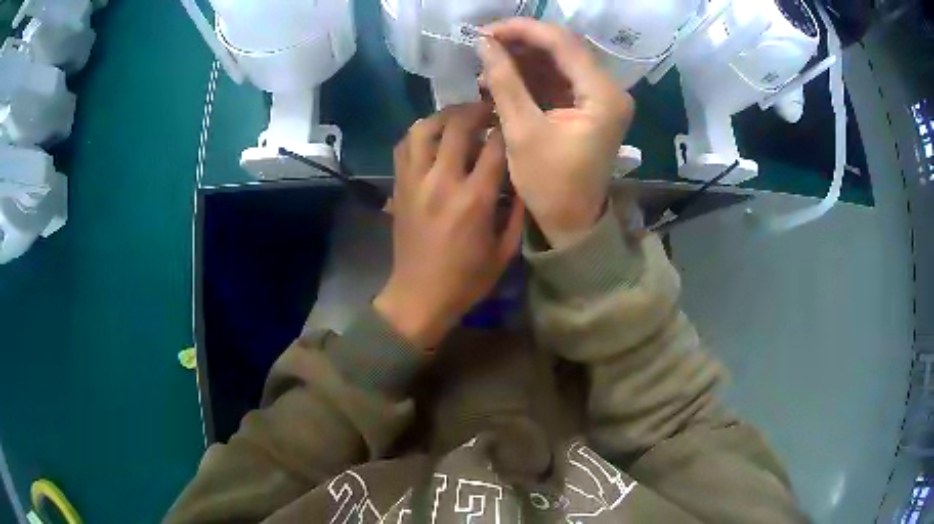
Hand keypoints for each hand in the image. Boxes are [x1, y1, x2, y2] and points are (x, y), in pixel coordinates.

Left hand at [374, 104, 524, 348]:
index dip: (507, 128)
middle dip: (476, 110)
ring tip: (459, 117)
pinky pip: (404, 146)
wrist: (418, 297)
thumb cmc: (466, 280)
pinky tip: (433, 136)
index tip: (515, 121)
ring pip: (423, 129)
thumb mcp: (505, 252)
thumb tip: (523, 179)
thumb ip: (518, 213)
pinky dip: (419, 133)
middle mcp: (442, 181)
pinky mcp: (399, 187)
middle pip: (457, 126)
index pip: (494, 147)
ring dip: (444, 116)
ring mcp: (415, 181)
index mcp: (474, 200)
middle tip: (489, 109)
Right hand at [477, 18, 634, 247]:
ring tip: (489, 62)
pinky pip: (559, 77)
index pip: (563, 43)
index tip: (485, 31)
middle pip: (564, 47)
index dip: (522, 30)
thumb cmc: (550, 184)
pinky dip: (532, 74)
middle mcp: (609, 89)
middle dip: (522, 42)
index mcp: (603, 95)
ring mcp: (601, 96)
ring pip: (560, 59)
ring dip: (524, 57)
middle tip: (483, 44)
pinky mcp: (589, 104)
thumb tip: (483, 43)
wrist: (572, 221)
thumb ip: (505, 82)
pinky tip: (505, 76)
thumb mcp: (522, 131)